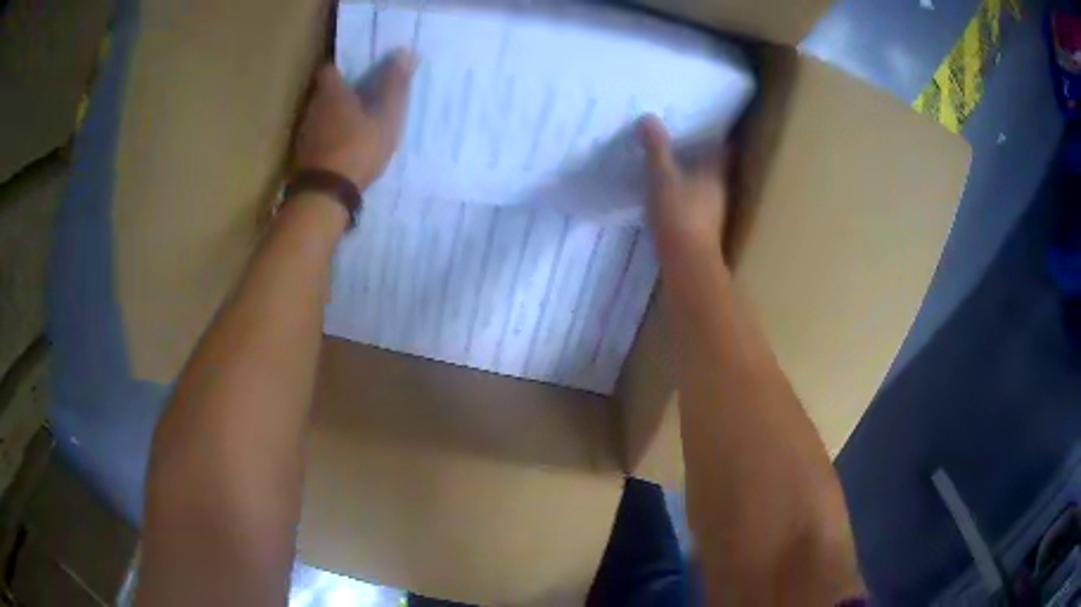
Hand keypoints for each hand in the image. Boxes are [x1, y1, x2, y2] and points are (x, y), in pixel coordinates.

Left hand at [293, 50, 414, 189]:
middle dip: (341, 93)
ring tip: (354, 124)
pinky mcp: (302, 157)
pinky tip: (342, 148)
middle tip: (363, 97)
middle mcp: (313, 109)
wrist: (325, 195)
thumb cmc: (358, 148)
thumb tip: (406, 51)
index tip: (358, 71)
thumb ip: (395, 85)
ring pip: (320, 116)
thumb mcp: (386, 116)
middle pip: (324, 93)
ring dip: (334, 117)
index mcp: (331, 93)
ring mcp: (304, 134)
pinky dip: (328, 138)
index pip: (329, 69)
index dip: (343, 68)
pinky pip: (317, 138)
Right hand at [637, 114, 729, 260]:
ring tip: (670, 163)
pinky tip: (668, 193)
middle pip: (712, 165)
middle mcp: (719, 189)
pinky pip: (694, 201)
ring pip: (703, 185)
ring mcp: (713, 211)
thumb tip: (648, 118)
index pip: (722, 148)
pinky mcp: (702, 228)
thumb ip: (656, 148)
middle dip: (699, 153)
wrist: (687, 263)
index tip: (703, 123)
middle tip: (680, 138)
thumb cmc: (679, 214)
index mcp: (715, 172)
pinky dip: (684, 194)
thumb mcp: (662, 176)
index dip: (715, 134)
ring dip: (691, 175)